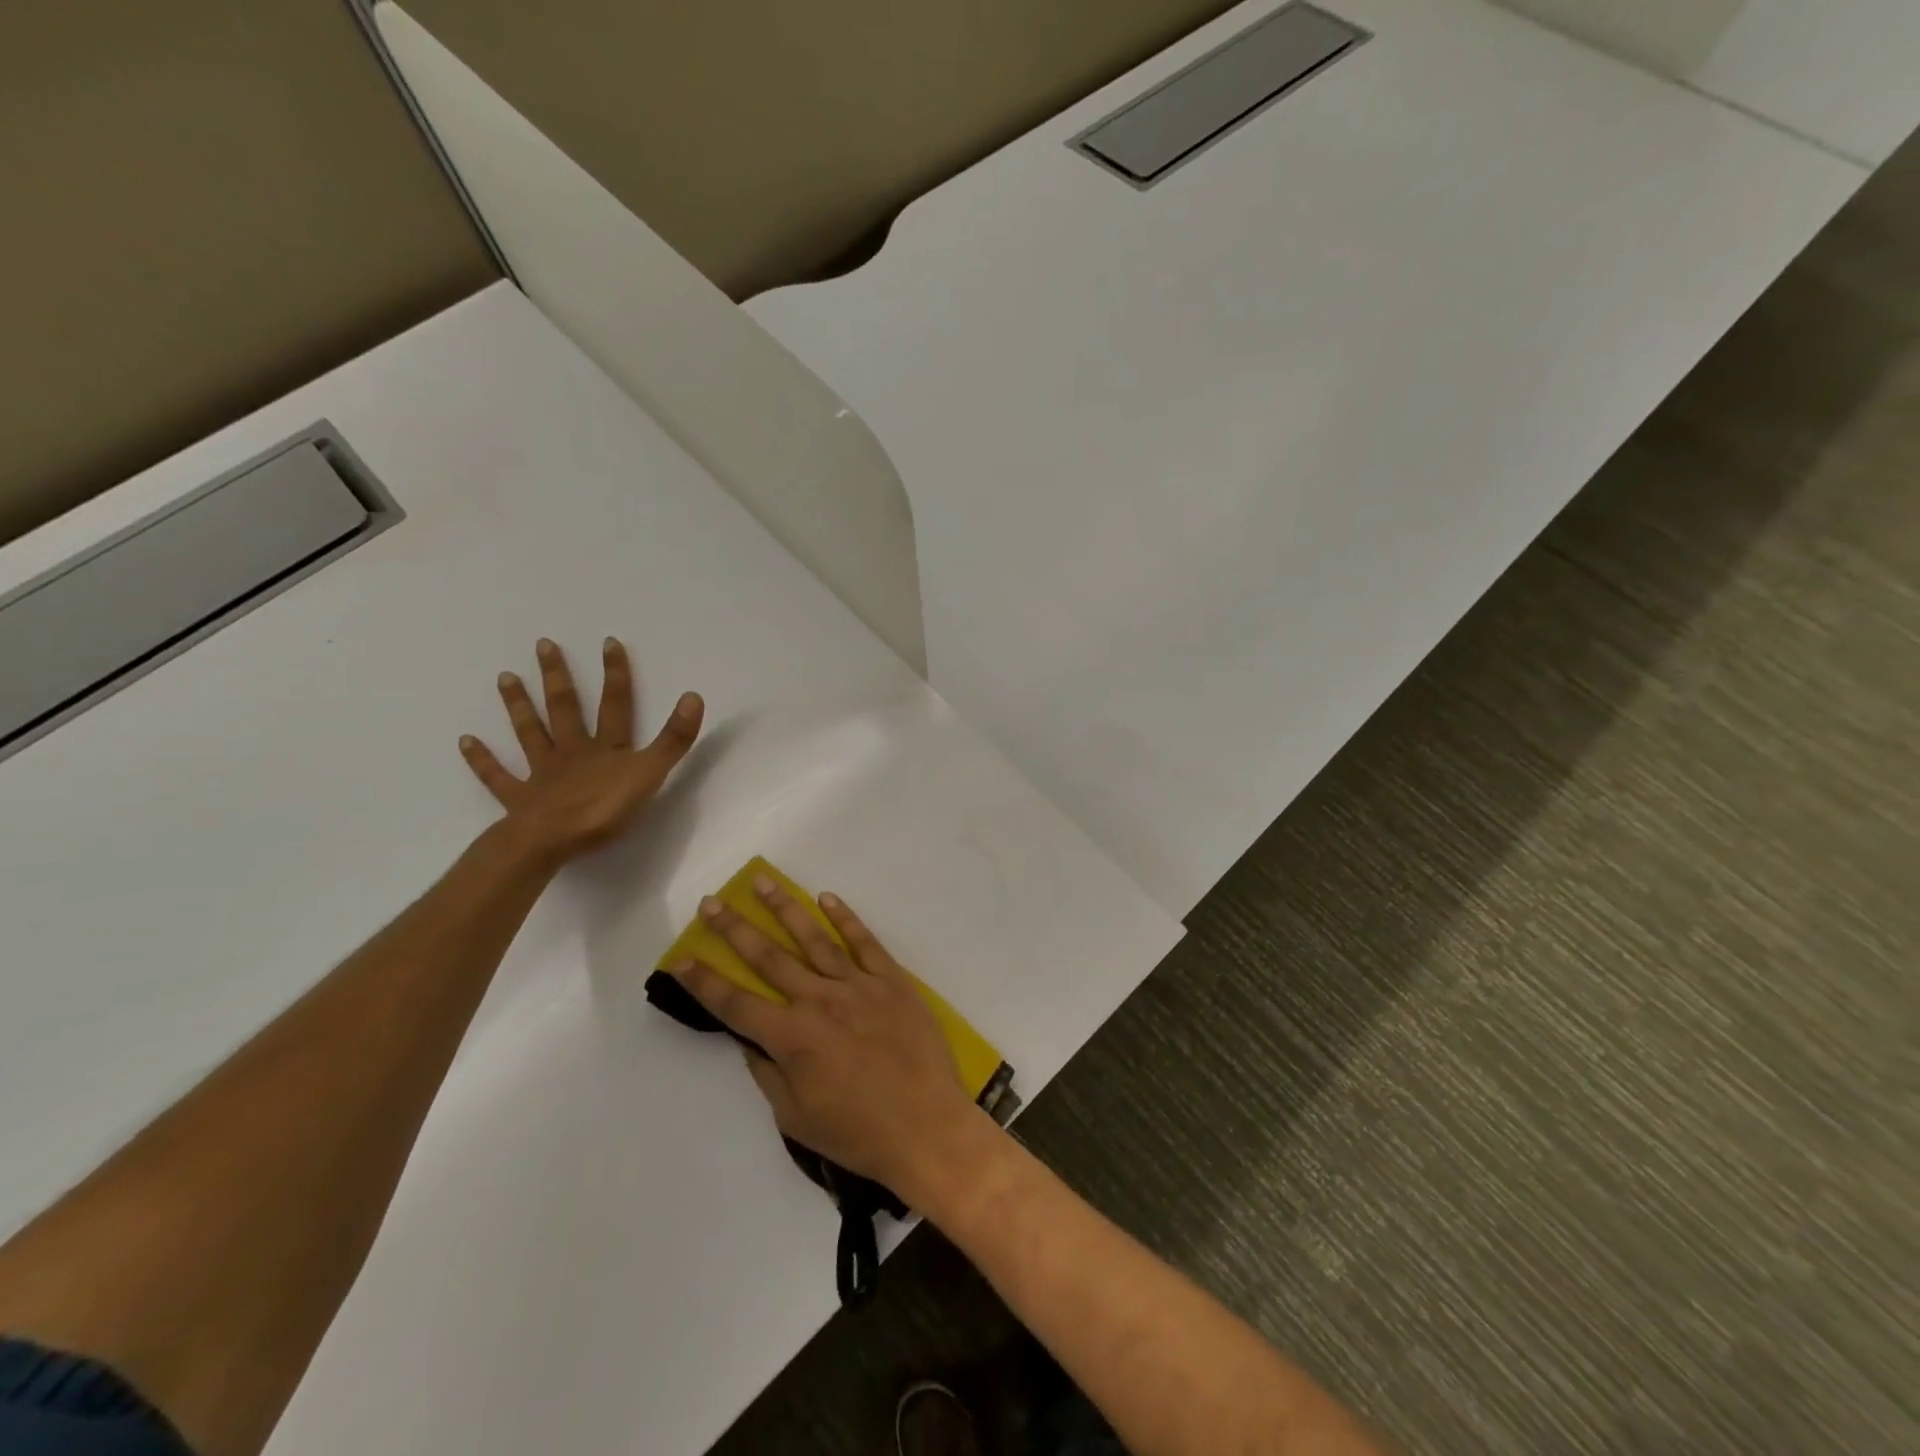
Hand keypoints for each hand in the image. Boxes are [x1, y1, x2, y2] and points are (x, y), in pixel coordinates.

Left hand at [461, 637, 703, 865]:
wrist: (550, 842)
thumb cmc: (604, 810)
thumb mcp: (650, 774)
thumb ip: (673, 739)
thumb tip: (693, 696)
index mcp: (607, 748)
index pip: (615, 705)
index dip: (615, 675)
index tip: (608, 642)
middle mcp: (572, 752)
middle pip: (565, 709)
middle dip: (557, 678)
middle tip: (543, 645)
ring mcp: (542, 774)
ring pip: (530, 733)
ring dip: (518, 706)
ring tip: (505, 677)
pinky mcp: (519, 800)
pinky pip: (498, 776)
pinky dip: (482, 760)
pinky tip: (465, 741)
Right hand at [671, 878, 985, 1197]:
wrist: (927, 1127)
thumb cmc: (859, 1133)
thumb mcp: (796, 1117)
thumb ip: (768, 1073)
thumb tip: (751, 1040)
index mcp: (793, 1037)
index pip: (736, 1003)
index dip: (704, 981)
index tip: (680, 958)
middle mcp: (820, 1000)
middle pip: (769, 958)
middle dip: (735, 929)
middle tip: (712, 902)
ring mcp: (858, 985)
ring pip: (814, 938)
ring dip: (785, 908)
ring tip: (762, 882)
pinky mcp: (892, 980)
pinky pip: (864, 942)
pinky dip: (845, 918)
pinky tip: (827, 898)